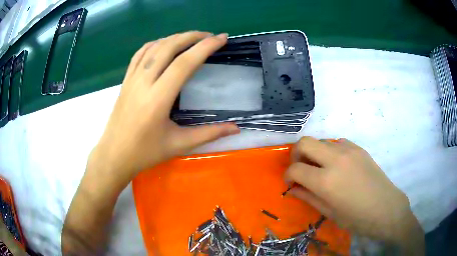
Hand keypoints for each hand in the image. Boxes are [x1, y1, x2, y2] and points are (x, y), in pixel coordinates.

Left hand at [91, 31, 239, 180]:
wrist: (114, 155)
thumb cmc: (145, 153)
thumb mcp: (179, 144)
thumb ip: (209, 134)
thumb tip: (236, 129)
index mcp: (158, 99)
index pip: (184, 63)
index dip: (205, 47)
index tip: (221, 38)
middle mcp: (144, 83)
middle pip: (169, 47)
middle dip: (192, 36)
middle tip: (210, 36)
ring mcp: (132, 79)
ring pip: (154, 47)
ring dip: (175, 37)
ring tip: (191, 38)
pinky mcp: (125, 80)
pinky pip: (140, 53)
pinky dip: (155, 43)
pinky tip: (165, 44)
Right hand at [284, 137, 423, 251]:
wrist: (386, 208)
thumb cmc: (357, 218)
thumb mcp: (329, 212)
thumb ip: (308, 197)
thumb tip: (293, 188)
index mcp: (326, 181)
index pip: (295, 168)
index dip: (288, 175)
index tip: (290, 182)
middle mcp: (335, 159)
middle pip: (304, 142)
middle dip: (296, 154)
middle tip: (300, 169)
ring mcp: (349, 150)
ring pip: (321, 140)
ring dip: (314, 152)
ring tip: (320, 168)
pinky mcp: (358, 148)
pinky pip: (337, 142)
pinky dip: (330, 151)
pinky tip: (337, 165)